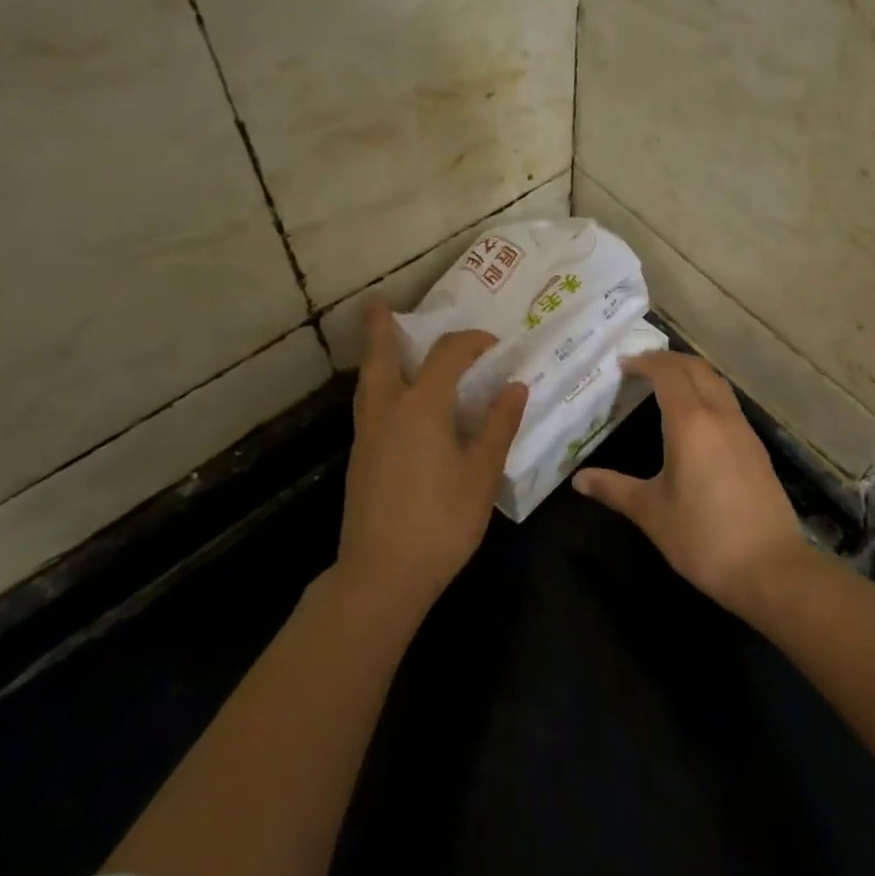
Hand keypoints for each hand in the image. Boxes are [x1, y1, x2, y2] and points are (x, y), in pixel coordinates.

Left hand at [341, 300, 527, 612]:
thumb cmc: (441, 522)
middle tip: (377, 300)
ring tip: (381, 338)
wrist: (382, 574)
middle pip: (380, 356)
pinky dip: (375, 382)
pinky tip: (390, 395)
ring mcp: (367, 434)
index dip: (471, 341)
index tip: (493, 343)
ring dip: (374, 353)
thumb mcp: (482, 473)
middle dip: (381, 326)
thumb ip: (498, 425)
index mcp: (422, 407)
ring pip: (367, 380)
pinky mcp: (359, 457)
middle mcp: (388, 410)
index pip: (446, 355)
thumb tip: (515, 386)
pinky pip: (367, 403)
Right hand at [573, 351, 810, 615]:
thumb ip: (614, 489)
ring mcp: (744, 431)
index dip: (645, 362)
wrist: (770, 568)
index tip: (623, 365)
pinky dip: (708, 395)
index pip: (668, 373)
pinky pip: (729, 405)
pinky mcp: (757, 449)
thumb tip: (579, 479)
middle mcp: (720, 416)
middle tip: (642, 367)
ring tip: (666, 385)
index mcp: (691, 422)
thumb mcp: (651, 512)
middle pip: (697, 368)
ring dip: (692, 374)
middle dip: (669, 360)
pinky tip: (696, 420)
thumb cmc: (703, 537)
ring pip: (718, 384)